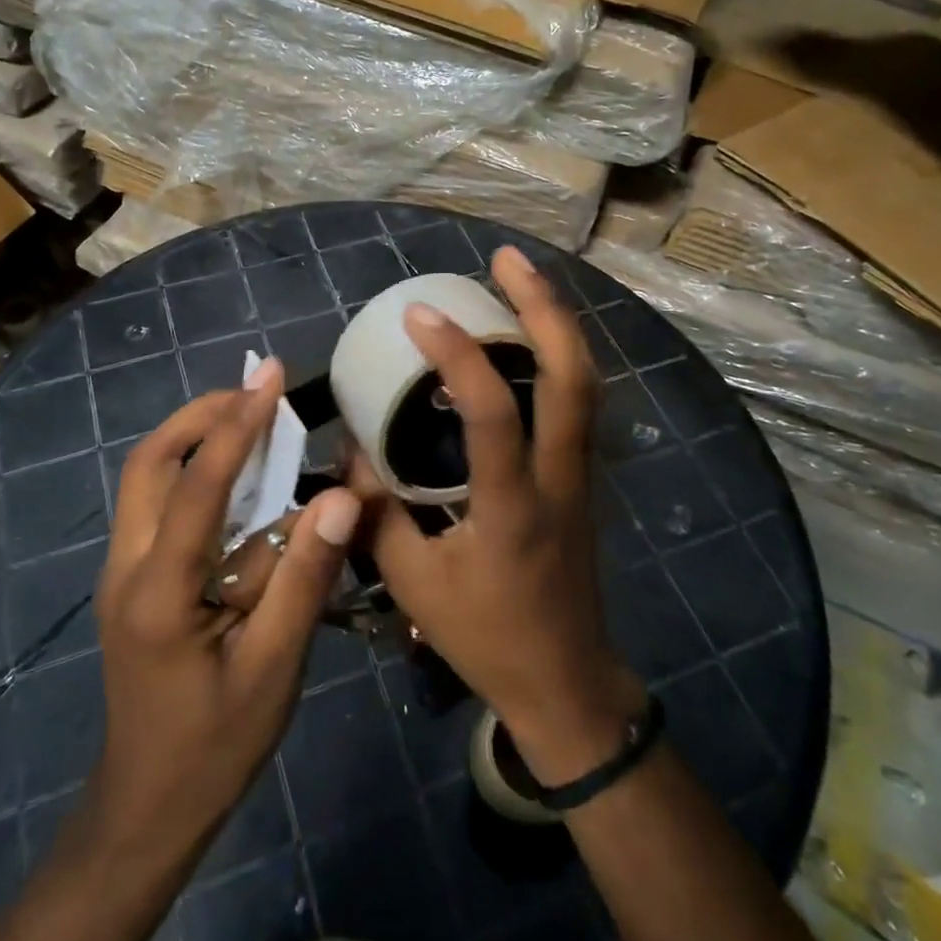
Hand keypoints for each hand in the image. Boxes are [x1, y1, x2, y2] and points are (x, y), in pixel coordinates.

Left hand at [86, 358, 360, 851]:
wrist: (146, 809)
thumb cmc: (214, 745)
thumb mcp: (272, 668)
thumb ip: (303, 578)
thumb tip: (341, 497)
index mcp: (158, 590)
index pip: (198, 485)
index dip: (236, 423)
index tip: (269, 374)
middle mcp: (127, 566)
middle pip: (150, 462)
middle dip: (201, 416)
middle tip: (257, 395)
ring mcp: (123, 573)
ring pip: (149, 479)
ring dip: (197, 440)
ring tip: (256, 423)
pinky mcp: (134, 582)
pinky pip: (161, 506)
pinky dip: (199, 475)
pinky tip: (246, 487)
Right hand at [354, 247, 643, 787]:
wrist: (565, 681)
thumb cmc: (488, 637)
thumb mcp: (414, 585)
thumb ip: (377, 515)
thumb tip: (353, 455)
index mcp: (513, 507)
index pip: (494, 414)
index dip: (458, 355)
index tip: (419, 314)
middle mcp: (559, 477)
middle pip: (574, 376)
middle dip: (544, 307)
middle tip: (505, 258)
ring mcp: (581, 473)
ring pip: (586, 381)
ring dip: (557, 322)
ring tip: (520, 278)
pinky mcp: (583, 475)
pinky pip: (579, 400)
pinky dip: (558, 354)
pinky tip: (528, 338)